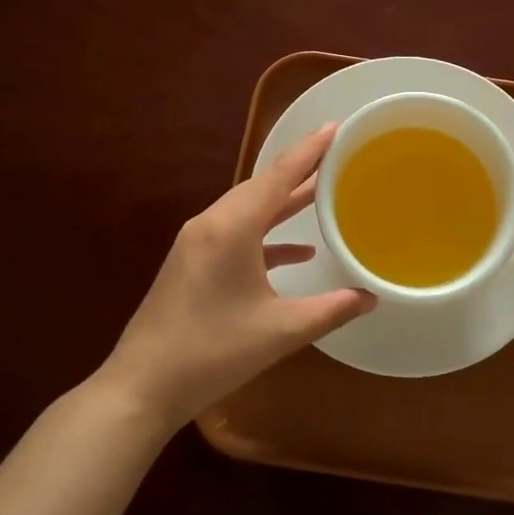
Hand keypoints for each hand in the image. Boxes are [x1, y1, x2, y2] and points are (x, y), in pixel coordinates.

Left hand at [99, 123, 373, 431]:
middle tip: (336, 156)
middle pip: (262, 186)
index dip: (309, 151)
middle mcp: (212, 224)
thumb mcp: (280, 332)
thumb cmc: (212, 353)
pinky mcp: (192, 262)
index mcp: (232, 228)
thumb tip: (372, 297)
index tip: (335, 126)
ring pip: (248, 209)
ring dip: (283, 203)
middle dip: (299, 171)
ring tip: (322, 193)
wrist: (141, 387)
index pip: (278, 177)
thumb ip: (330, 309)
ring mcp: (197, 243)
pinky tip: (297, 252)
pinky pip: (236, 233)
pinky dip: (266, 235)